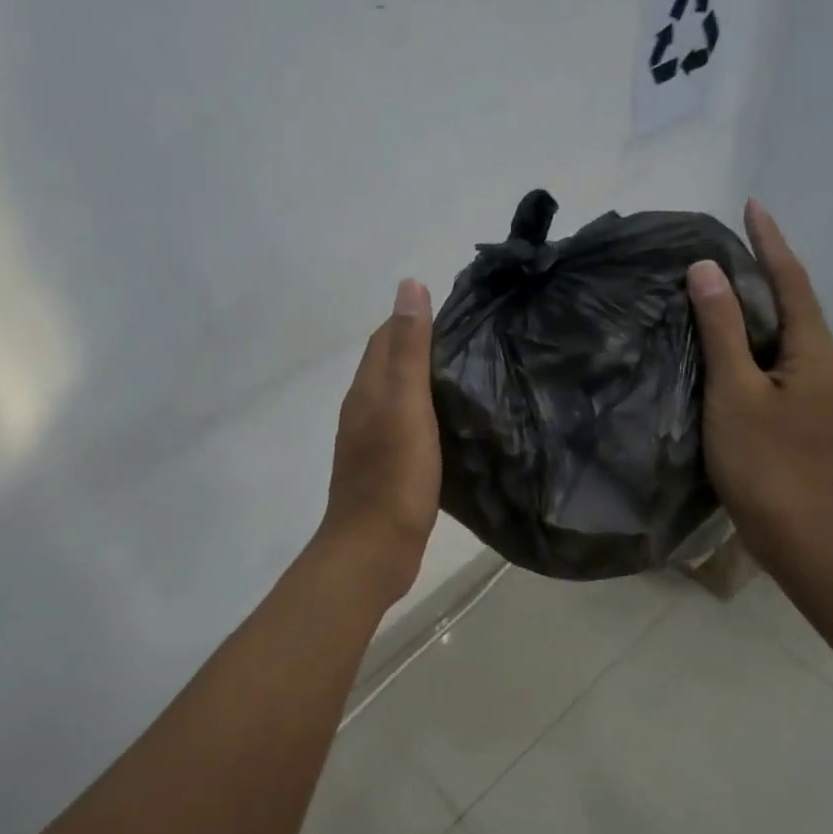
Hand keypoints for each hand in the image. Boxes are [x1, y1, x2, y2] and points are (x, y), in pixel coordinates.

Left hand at [316, 279, 441, 600]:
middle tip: (469, 341)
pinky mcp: (384, 467)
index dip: (412, 318)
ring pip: (397, 396)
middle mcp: (363, 409)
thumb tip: (409, 285)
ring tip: (464, 375)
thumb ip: (410, 348)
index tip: (454, 311)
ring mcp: (371, 440)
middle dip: (419, 345)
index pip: (385, 337)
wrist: (373, 548)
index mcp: (367, 389)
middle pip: (388, 364)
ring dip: (422, 380)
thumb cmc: (394, 474)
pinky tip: (448, 423)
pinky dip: (424, 412)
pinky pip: (405, 425)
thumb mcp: (407, 404)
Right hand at [687, 200, 832, 575]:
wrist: (802, 536)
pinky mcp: (797, 412)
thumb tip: (706, 269)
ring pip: (783, 331)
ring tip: (720, 282)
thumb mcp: (735, 392)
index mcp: (813, 349)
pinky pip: (774, 357)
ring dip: (757, 302)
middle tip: (728, 240)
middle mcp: (821, 361)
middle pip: (793, 301)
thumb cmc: (767, 463)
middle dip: (765, 265)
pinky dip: (751, 337)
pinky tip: (726, 342)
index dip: (770, 240)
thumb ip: (722, 330)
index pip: (790, 279)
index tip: (751, 205)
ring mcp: (812, 390)